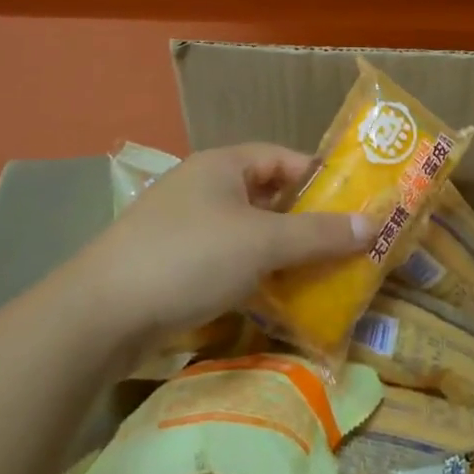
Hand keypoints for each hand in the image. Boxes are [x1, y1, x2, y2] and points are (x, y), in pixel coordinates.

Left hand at [76, 143, 369, 341]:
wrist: (100, 315)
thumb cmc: (189, 258)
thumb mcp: (262, 242)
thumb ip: (318, 234)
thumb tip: (373, 224)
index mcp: (223, 164)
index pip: (285, 158)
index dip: (321, 178)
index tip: (355, 205)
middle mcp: (205, 186)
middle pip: (269, 196)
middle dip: (306, 221)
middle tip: (345, 245)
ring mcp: (186, 226)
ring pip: (249, 232)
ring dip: (282, 251)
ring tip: (320, 275)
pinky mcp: (174, 263)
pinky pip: (228, 259)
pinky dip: (255, 273)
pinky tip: (276, 298)